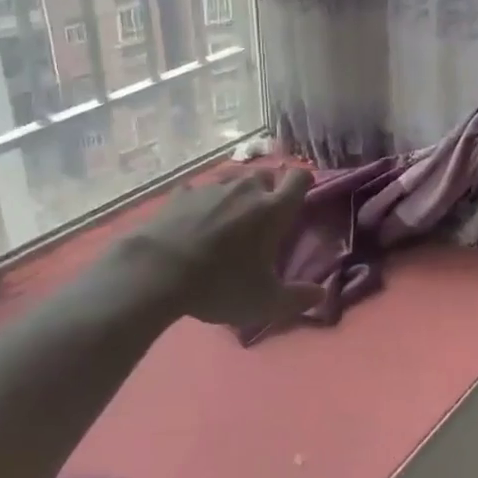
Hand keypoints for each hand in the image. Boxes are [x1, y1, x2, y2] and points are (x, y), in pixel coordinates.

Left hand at [110, 169, 320, 331]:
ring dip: (235, 194)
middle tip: (262, 216)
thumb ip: (297, 298)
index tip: (300, 199)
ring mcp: (211, 188)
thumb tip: (320, 294)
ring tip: (227, 219)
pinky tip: (193, 222)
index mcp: (273, 209)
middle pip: (265, 174)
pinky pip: (198, 191)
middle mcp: (246, 189)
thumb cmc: (221, 284)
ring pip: (232, 180)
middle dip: (267, 189)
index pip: (299, 178)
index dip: (303, 184)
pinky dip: (200, 203)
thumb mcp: (265, 302)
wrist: (157, 272)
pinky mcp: (180, 194)